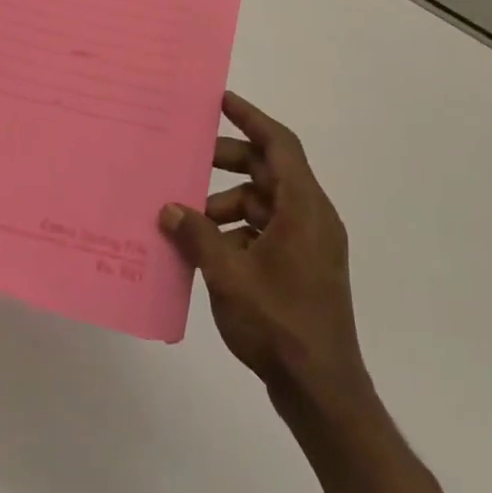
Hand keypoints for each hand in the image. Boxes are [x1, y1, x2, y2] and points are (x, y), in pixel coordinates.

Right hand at [161, 92, 368, 403]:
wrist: (322, 392)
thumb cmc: (279, 324)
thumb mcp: (229, 275)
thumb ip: (197, 235)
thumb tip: (169, 208)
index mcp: (304, 208)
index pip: (280, 144)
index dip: (251, 117)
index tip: (220, 100)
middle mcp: (311, 218)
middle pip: (269, 171)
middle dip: (228, 162)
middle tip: (188, 158)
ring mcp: (308, 245)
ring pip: (263, 203)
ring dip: (226, 202)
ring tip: (187, 216)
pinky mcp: (300, 268)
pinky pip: (264, 231)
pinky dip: (235, 230)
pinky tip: (204, 248)